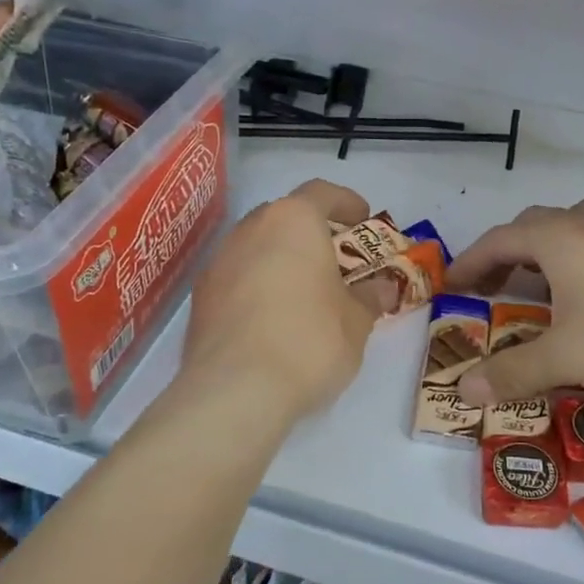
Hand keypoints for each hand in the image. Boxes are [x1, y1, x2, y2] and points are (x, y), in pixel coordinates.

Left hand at [180, 179, 376, 426]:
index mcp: (293, 221)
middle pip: (284, 217)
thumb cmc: (309, 340)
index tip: (362, 219)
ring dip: (281, 259)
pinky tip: (273, 319)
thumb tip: (382, 288)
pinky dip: (257, 286)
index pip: (321, 192)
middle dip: (311, 233)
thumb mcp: (356, 321)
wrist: (235, 390)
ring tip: (304, 292)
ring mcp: (219, 262)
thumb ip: (369, 298)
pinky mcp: (200, 298)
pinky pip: (237, 277)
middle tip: (335, 260)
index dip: (345, 202)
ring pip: (257, 247)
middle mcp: (251, 229)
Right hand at [446, 200, 583, 403]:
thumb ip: (513, 373)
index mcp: (557, 237)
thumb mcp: (567, 357)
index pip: (498, 241)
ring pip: (569, 228)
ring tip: (535, 284)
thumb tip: (463, 392)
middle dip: (504, 255)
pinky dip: (575, 260)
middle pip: (531, 227)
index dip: (469, 263)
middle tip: (489, 287)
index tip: (450, 285)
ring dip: (542, 252)